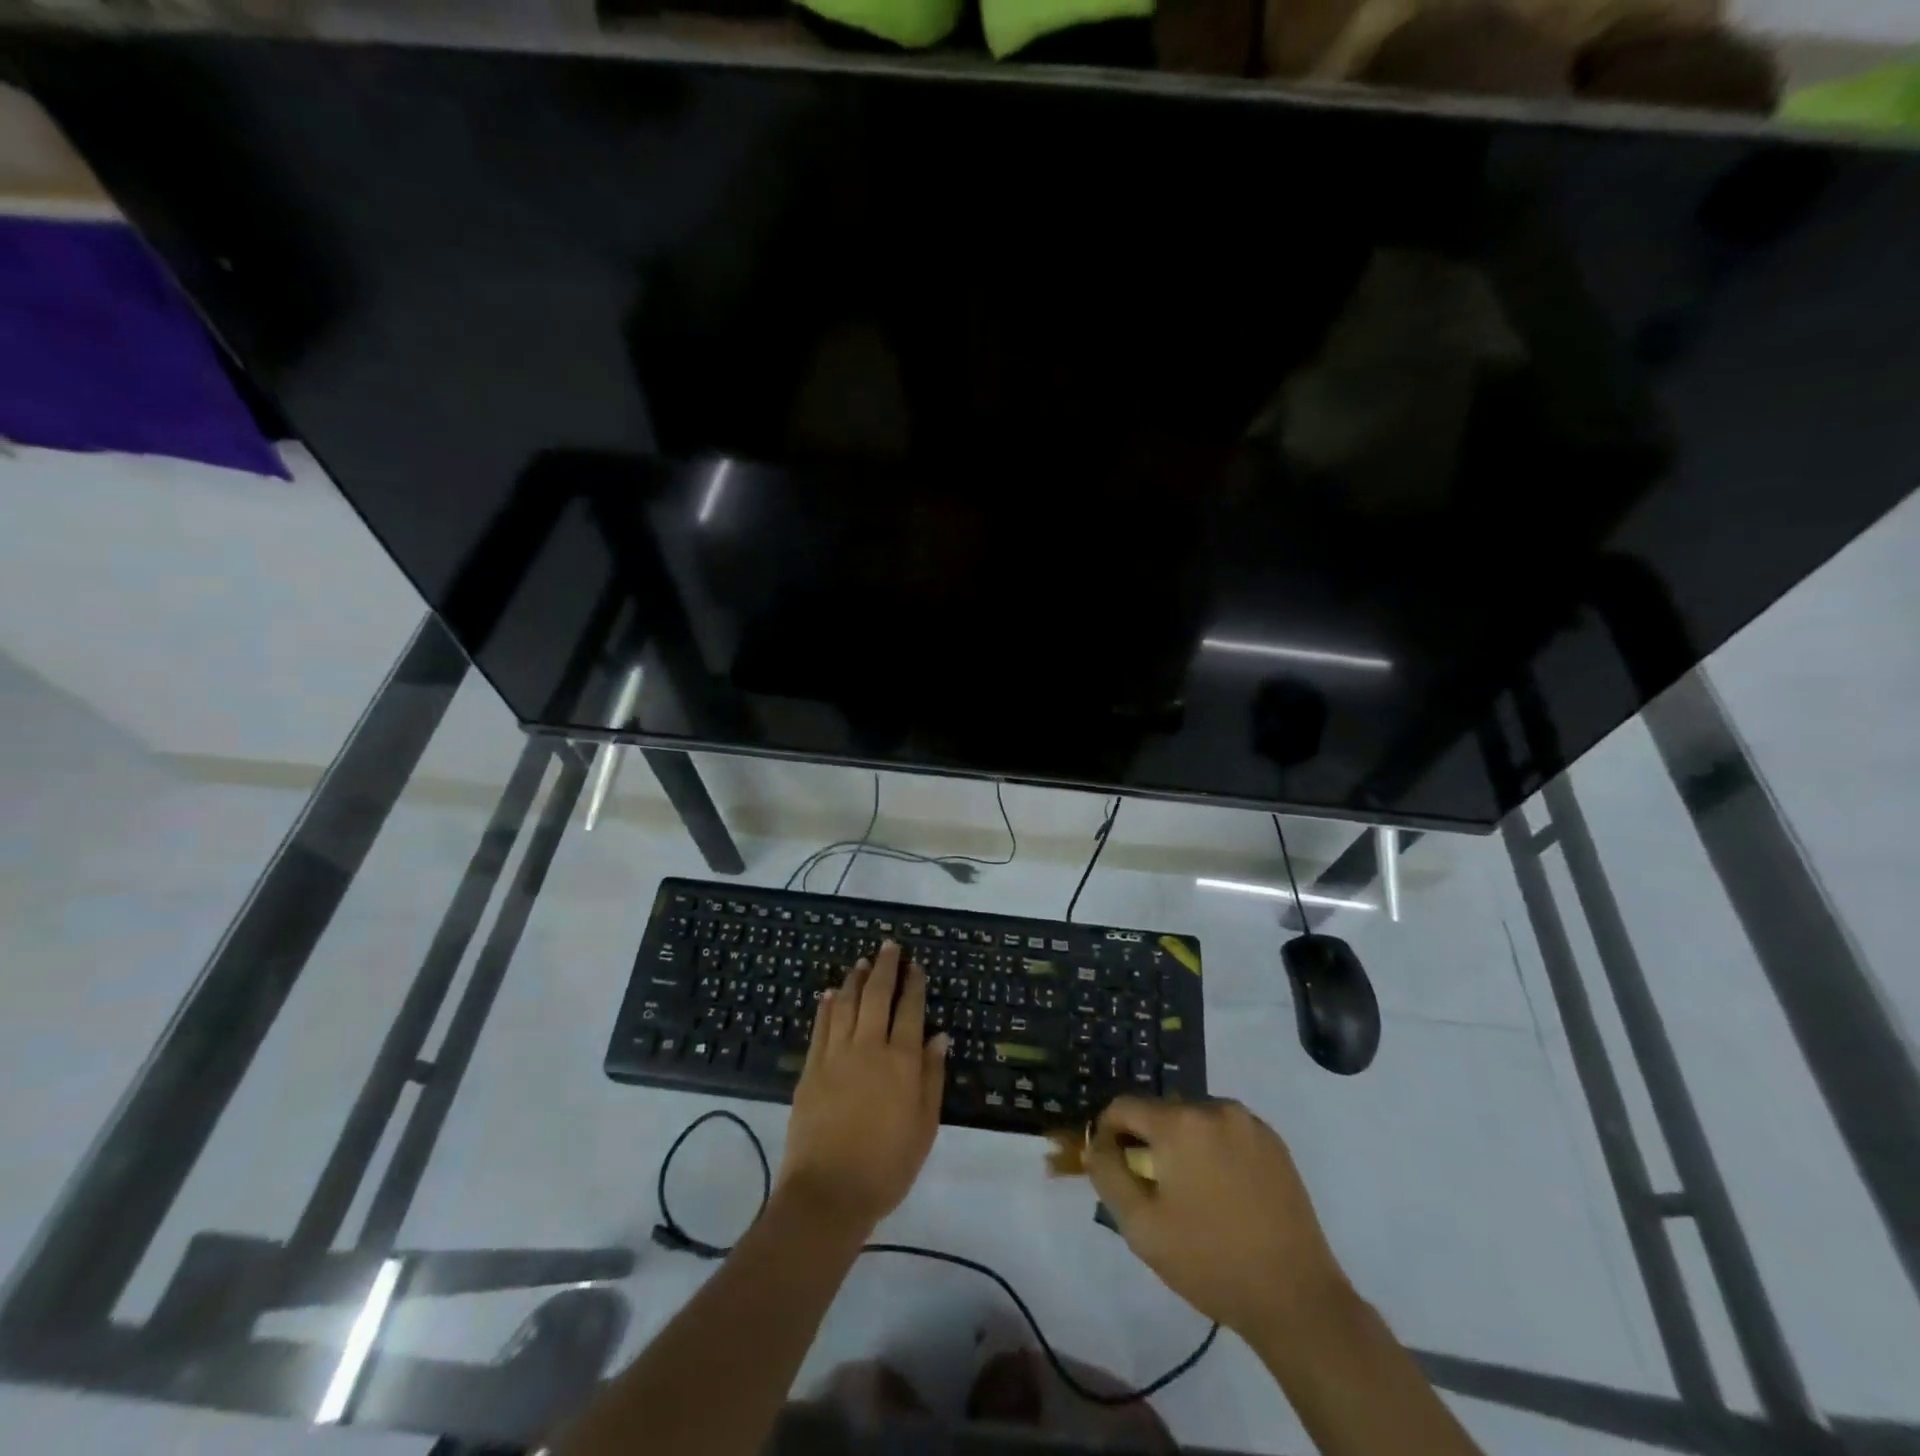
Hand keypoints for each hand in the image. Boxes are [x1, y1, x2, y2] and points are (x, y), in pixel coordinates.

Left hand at [778, 942, 948, 1232]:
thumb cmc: (887, 1165)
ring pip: (846, 1004)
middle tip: (888, 946)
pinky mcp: (811, 1068)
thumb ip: (931, 1078)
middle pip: (877, 996)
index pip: (910, 1010)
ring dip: (854, 979)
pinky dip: (826, 1005)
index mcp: (902, 1061)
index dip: (913, 984)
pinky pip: (820, 1026)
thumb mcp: (924, 1127)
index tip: (915, 965)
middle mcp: (869, 1047)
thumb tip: (939, 1037)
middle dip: (884, 967)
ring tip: (861, 962)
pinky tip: (830, 993)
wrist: (829, 1192)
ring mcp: (836, 1055)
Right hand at [1085, 1098, 1350, 1341]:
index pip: (1124, 1107)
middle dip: (1148, 1141)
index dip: (1109, 1133)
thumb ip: (1108, 1175)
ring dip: (1182, 1143)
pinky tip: (1224, 1192)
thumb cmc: (1210, 1262)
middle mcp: (1214, 1107)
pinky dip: (1214, 1150)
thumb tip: (1097, 1144)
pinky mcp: (1274, 1142)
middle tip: (1154, 1189)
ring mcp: (1249, 1122)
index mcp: (1179, 1123)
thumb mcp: (1141, 1227)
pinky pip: (1227, 1131)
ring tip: (1191, 1193)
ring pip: (1195, 1119)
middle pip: (1161, 1111)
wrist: (1296, 1299)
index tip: (1112, 1167)